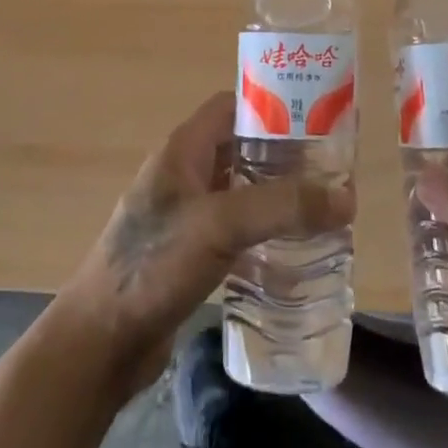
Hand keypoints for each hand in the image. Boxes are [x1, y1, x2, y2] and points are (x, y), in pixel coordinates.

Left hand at [55, 90, 353, 396]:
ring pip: (242, 191)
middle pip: (242, 148)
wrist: (101, 342)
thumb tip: (346, 196)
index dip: (272, 105)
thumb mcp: (221, 224)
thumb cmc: (154, 265)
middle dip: (285, 156)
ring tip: (323, 210)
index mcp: (184, 149)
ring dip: (277, 197)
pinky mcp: (190, 253)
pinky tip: (293, 251)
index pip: (233, 105)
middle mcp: (185, 173)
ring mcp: (186, 215)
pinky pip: (236, 229)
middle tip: (330, 172)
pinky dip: (264, 232)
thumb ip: (282, 206)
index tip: (316, 119)